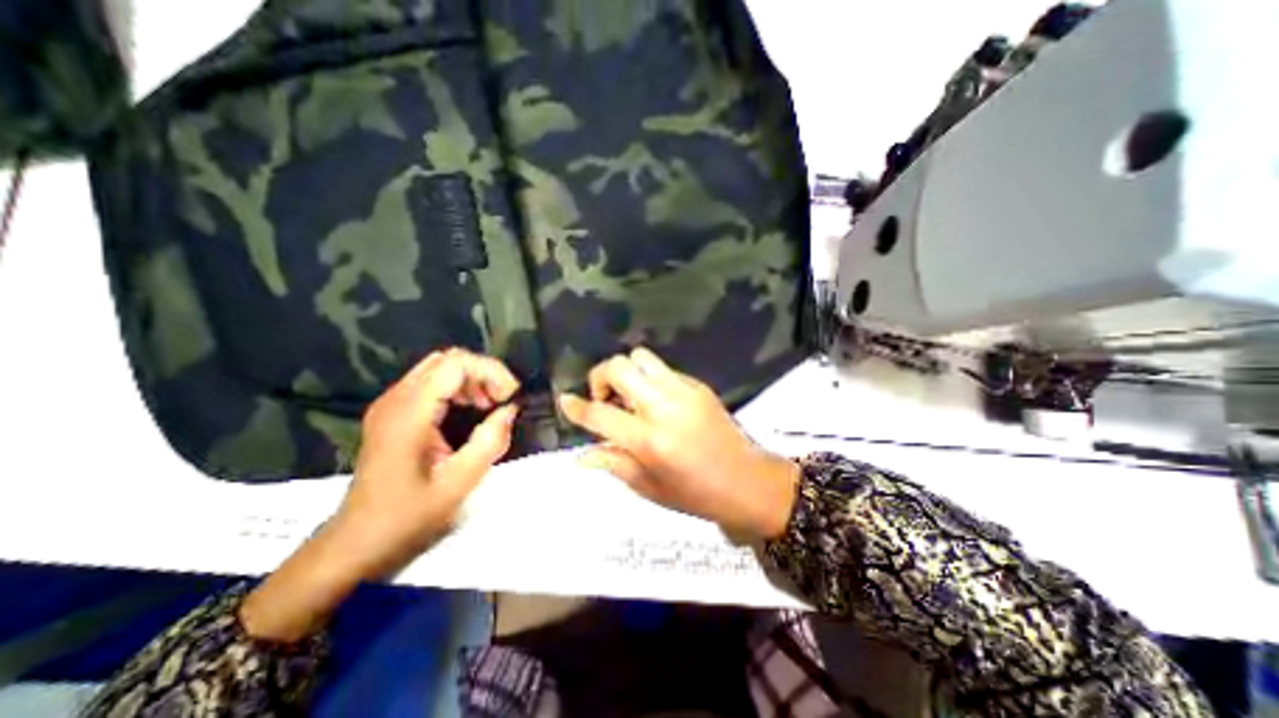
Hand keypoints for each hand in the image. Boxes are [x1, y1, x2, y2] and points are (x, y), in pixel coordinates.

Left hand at [337, 348, 522, 572]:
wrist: (357, 541)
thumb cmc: (407, 516)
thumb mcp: (459, 483)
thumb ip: (490, 441)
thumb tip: (510, 410)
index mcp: (409, 413)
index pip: (455, 364)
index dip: (490, 371)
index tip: (511, 397)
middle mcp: (396, 399)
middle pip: (446, 359)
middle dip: (482, 372)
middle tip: (501, 400)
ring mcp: (390, 404)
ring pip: (439, 367)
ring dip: (471, 379)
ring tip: (490, 405)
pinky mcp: (392, 413)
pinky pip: (431, 383)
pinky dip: (458, 388)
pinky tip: (470, 411)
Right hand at [560, 345, 796, 537]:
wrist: (746, 481)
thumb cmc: (695, 494)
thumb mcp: (648, 487)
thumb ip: (613, 464)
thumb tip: (580, 456)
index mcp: (648, 440)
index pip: (600, 414)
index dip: (576, 407)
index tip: (566, 401)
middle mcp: (662, 407)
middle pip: (618, 367)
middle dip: (600, 377)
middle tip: (604, 398)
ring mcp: (683, 391)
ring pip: (641, 357)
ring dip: (626, 371)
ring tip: (629, 395)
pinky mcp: (698, 385)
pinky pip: (664, 369)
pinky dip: (650, 378)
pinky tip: (656, 400)